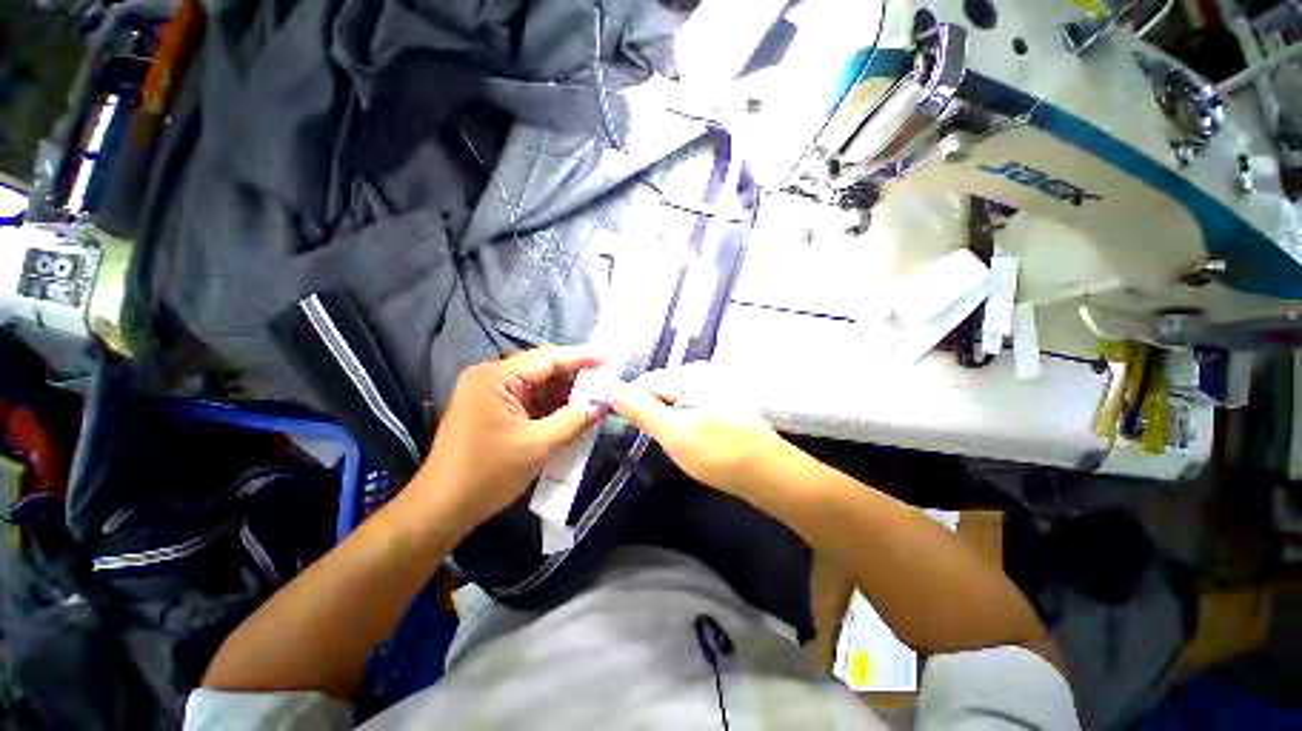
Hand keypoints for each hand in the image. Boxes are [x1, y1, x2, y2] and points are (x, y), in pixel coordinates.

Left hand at [418, 346, 605, 532]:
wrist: (442, 509)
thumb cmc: (487, 474)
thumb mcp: (537, 445)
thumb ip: (573, 420)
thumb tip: (601, 404)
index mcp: (496, 377)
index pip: (547, 358)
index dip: (581, 357)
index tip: (608, 357)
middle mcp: (491, 377)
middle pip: (542, 368)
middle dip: (574, 376)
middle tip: (605, 381)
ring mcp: (489, 393)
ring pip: (537, 384)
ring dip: (564, 392)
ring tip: (594, 396)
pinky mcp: (492, 409)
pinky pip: (528, 398)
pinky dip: (550, 405)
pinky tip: (572, 411)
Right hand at [610, 363, 788, 496]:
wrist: (769, 473)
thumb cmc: (717, 452)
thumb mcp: (672, 431)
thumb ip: (639, 408)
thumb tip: (610, 388)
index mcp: (689, 375)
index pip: (645, 382)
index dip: (632, 404)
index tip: (630, 429)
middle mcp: (703, 375)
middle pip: (661, 390)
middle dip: (652, 412)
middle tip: (658, 440)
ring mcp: (715, 389)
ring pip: (676, 402)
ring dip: (667, 420)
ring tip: (674, 443)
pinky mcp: (723, 405)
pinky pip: (691, 409)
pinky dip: (683, 423)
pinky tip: (690, 441)